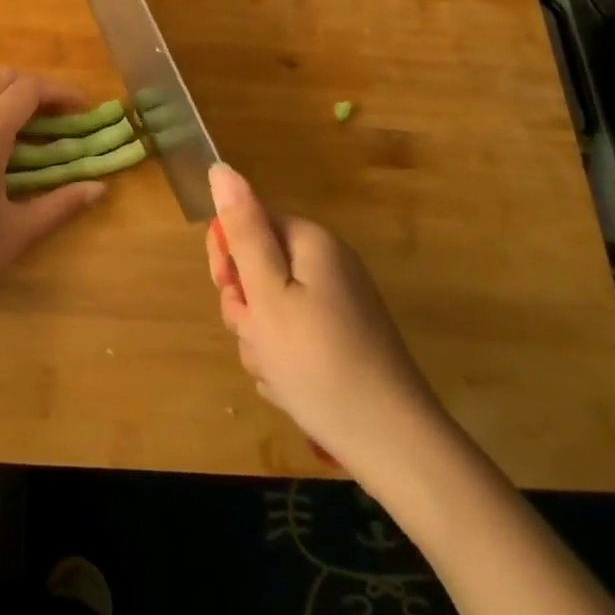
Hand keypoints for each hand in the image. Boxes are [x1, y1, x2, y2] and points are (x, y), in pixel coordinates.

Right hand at [205, 162, 448, 467]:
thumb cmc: (318, 362)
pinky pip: (294, 338)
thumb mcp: (267, 293)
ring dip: (261, 340)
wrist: (393, 445)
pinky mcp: (343, 340)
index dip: (228, 258)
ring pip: (272, 309)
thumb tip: (221, 169)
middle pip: (259, 268)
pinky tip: (293, 388)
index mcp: (310, 242)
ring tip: (277, 372)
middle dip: (246, 307)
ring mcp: (339, 304)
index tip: (231, 293)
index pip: (248, 223)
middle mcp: (328, 264)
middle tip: (258, 337)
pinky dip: (284, 360)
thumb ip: (243, 230)